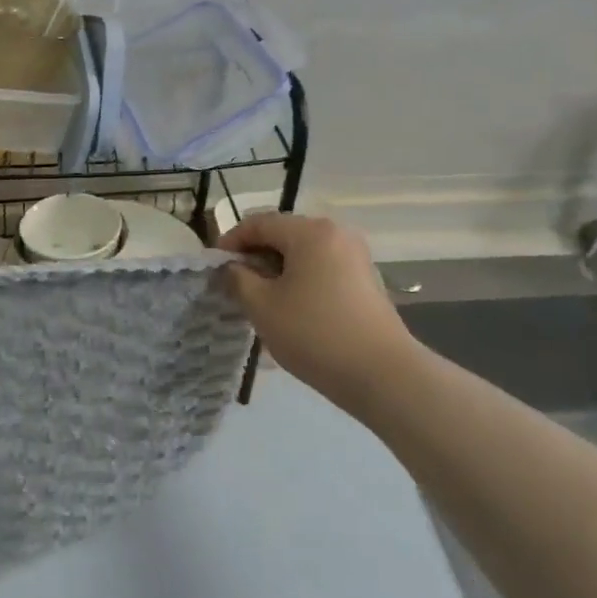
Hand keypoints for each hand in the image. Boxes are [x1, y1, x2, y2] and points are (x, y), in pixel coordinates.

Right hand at [219, 212, 418, 408]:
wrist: (381, 374)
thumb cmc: (314, 334)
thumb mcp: (262, 306)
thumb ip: (238, 279)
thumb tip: (232, 268)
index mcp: (310, 231)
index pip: (259, 223)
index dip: (231, 241)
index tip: (214, 267)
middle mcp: (336, 233)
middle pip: (283, 234)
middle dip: (255, 256)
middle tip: (235, 285)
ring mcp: (355, 256)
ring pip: (303, 253)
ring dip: (277, 270)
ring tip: (260, 300)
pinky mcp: (365, 280)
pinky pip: (322, 268)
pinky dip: (300, 280)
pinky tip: (291, 309)